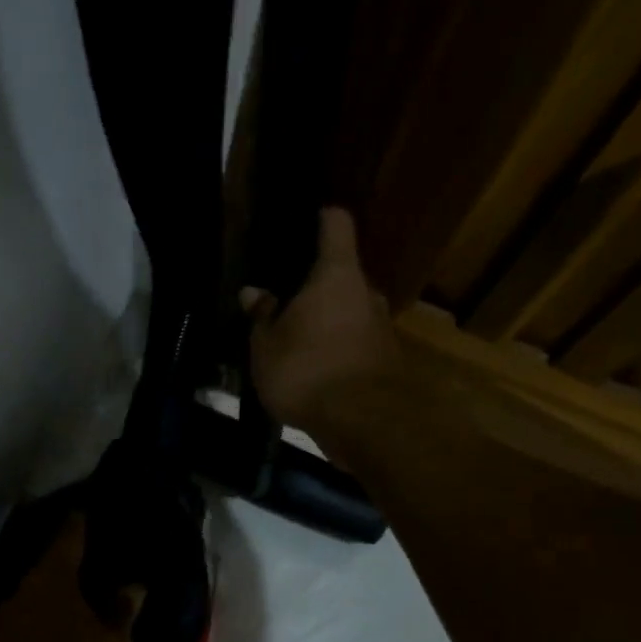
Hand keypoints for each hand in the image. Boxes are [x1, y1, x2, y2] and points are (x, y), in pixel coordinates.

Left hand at [0, 514, 143, 641]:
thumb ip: (123, 611)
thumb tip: (131, 586)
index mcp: (54, 578)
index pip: (70, 536)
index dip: (83, 523)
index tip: (91, 510)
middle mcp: (27, 589)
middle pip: (53, 563)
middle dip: (75, 560)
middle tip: (101, 556)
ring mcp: (13, 617)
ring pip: (43, 591)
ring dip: (63, 590)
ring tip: (90, 591)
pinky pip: (36, 615)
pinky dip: (54, 613)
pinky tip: (71, 623)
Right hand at [241, 207, 404, 458]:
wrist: (364, 422)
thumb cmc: (307, 370)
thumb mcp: (266, 346)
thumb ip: (261, 317)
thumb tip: (254, 293)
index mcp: (336, 275)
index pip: (336, 225)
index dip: (322, 219)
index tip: (308, 220)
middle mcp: (366, 293)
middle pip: (342, 276)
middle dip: (316, 288)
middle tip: (286, 304)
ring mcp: (382, 328)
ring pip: (350, 313)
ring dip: (327, 323)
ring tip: (297, 343)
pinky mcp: (386, 362)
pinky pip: (355, 345)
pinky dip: (337, 352)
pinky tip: (315, 372)